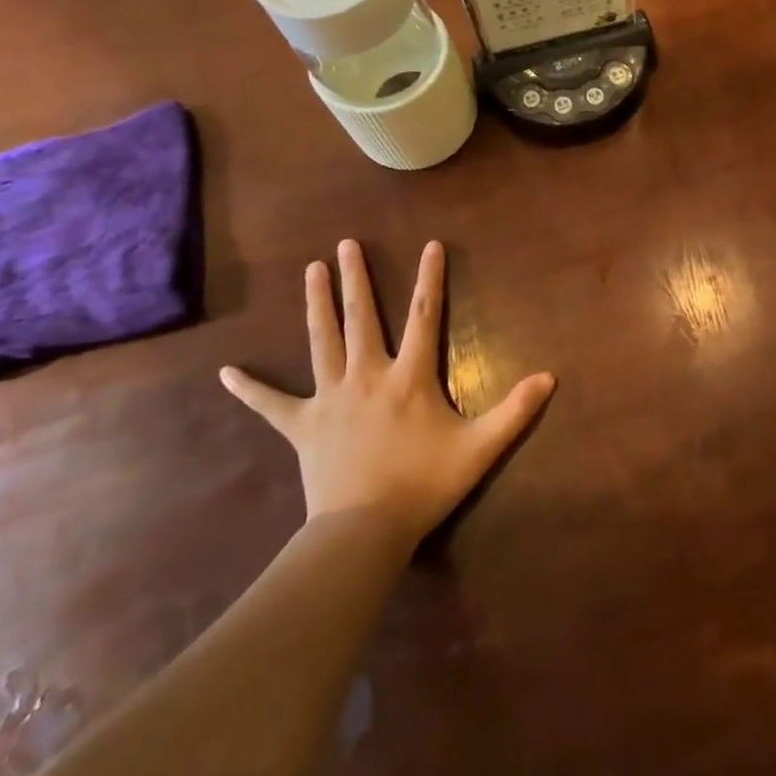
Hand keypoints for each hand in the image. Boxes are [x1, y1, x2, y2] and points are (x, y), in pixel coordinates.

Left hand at [220, 240, 553, 543]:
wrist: (364, 531)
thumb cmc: (423, 485)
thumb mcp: (479, 449)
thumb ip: (516, 412)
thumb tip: (550, 377)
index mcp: (409, 376)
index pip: (423, 315)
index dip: (429, 278)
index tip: (430, 244)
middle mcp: (367, 375)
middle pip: (361, 317)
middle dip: (356, 278)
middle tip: (345, 244)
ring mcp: (330, 398)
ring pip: (321, 341)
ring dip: (316, 303)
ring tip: (312, 269)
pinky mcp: (302, 425)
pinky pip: (271, 403)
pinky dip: (249, 388)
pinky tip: (225, 372)